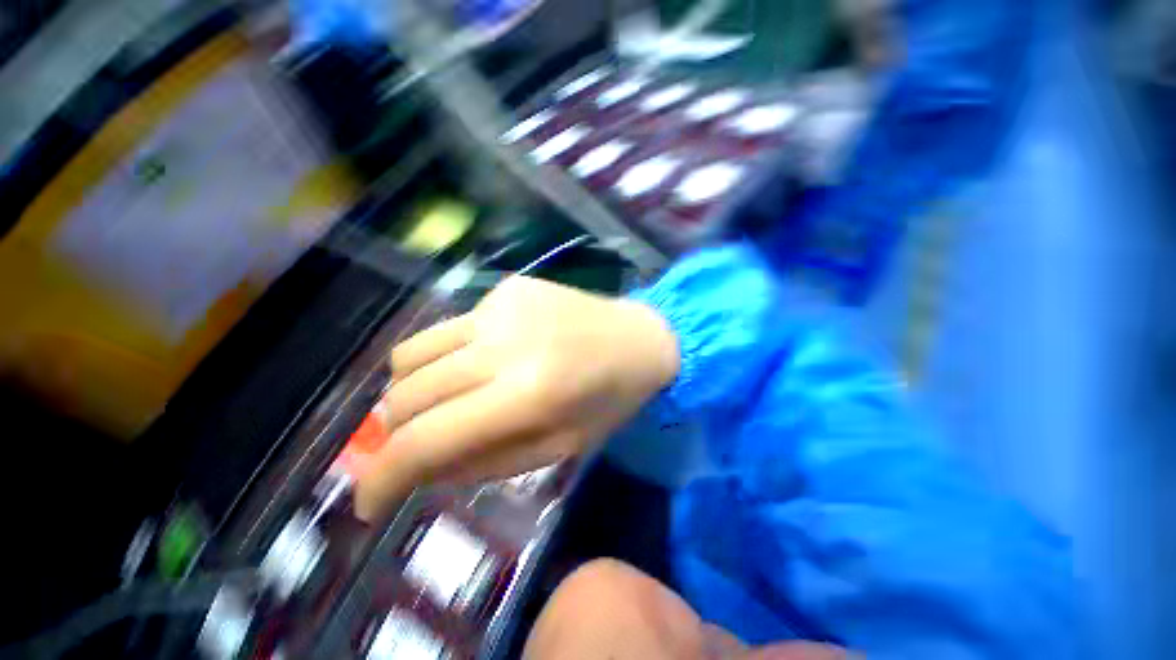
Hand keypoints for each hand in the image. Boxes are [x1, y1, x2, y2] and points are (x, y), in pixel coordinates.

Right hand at [354, 276, 678, 520]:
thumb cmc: (611, 399)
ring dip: (409, 390)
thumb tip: (420, 470)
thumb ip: (485, 463)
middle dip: (397, 434)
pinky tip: (482, 361)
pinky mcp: (507, 287)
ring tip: (438, 405)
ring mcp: (502, 306)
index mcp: (528, 393)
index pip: (425, 441)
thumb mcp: (559, 448)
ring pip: (412, 353)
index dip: (383, 479)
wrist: (640, 336)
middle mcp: (504, 343)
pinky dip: (449, 356)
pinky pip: (451, 328)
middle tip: (416, 448)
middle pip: (406, 394)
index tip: (369, 502)